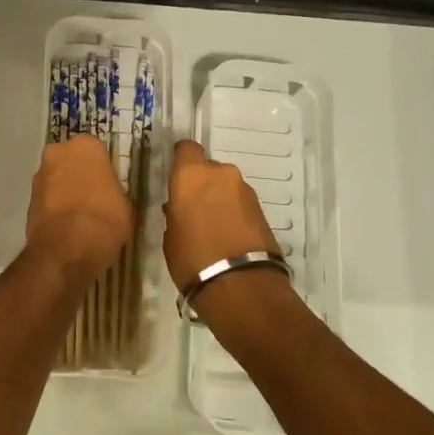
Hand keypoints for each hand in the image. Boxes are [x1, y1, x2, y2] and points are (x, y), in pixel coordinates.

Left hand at [26, 136, 132, 281]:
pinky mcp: (28, 199)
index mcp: (85, 146)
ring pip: (56, 179)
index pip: (97, 151)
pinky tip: (66, 225)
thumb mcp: (125, 203)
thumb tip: (107, 194)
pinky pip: (47, 199)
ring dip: (65, 190)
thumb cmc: (105, 219)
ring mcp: (39, 175)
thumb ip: (113, 189)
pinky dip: (54, 207)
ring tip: (79, 215)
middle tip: (94, 197)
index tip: (108, 185)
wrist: (66, 249)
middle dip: (79, 175)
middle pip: (71, 161)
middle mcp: (58, 152)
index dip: (103, 169)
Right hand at [162, 139, 283, 294]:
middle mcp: (220, 174)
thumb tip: (180, 208)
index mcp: (191, 175)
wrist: (240, 285)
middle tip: (194, 209)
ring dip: (220, 199)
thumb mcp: (171, 237)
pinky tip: (228, 235)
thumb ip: (175, 214)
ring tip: (213, 227)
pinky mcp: (262, 209)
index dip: (182, 159)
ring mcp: (245, 190)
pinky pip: (240, 203)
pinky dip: (234, 212)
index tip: (177, 176)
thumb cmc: (192, 258)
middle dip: (202, 185)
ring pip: (226, 186)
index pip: (186, 148)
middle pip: (208, 169)